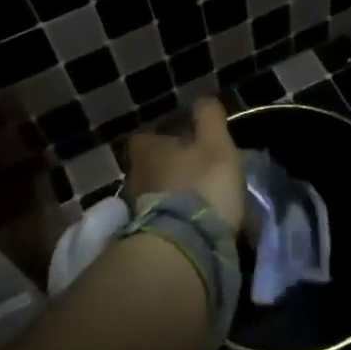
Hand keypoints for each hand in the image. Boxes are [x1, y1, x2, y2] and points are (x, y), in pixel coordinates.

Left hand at [123, 98, 246, 231]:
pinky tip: (197, 223)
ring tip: (202, 201)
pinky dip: (177, 218)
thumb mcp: (216, 144)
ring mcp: (135, 210)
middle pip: (151, 166)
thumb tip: (202, 99)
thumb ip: (209, 117)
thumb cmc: (202, 187)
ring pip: (157, 193)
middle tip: (198, 171)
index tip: (187, 141)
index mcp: (146, 150)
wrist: (185, 250)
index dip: (166, 137)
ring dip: (175, 195)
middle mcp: (134, 177)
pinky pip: (163, 219)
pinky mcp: (145, 238)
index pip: (146, 136)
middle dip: (172, 168)